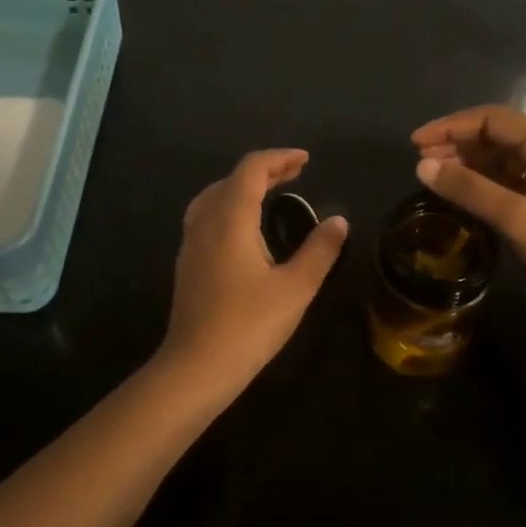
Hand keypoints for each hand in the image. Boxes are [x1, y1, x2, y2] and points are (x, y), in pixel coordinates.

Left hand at [160, 149, 348, 390]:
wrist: (195, 368)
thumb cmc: (249, 325)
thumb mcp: (296, 287)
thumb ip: (320, 250)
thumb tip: (339, 221)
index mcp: (230, 218)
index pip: (252, 169)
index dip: (279, 159)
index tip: (306, 161)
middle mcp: (205, 221)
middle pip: (232, 179)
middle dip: (264, 171)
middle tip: (295, 174)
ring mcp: (191, 243)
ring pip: (214, 196)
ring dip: (243, 187)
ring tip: (270, 193)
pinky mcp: (187, 263)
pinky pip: (206, 216)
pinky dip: (229, 206)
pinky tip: (244, 229)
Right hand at [411, 106, 525, 343]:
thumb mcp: (518, 218)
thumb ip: (470, 190)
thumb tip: (422, 166)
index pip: (490, 119)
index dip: (450, 126)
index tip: (415, 144)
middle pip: (494, 135)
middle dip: (455, 144)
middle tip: (420, 163)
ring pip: (499, 159)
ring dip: (466, 164)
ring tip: (433, 177)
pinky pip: (506, 181)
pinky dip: (480, 184)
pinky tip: (460, 195)